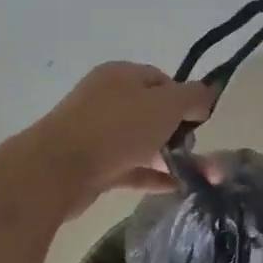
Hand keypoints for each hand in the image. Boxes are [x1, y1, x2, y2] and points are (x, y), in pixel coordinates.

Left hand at [37, 62, 213, 215]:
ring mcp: (96, 132)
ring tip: (197, 176)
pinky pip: (130, 167)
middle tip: (198, 150)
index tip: (201, 121)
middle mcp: (107, 98)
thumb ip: (193, 96)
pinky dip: (152, 175)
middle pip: (152, 111)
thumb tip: (206, 96)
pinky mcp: (91, 164)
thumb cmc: (117, 128)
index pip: (162, 80)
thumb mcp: (166, 104)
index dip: (185, 98)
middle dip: (179, 131)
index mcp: (121, 75)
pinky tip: (176, 187)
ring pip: (141, 141)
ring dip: (169, 156)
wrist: (56, 170)